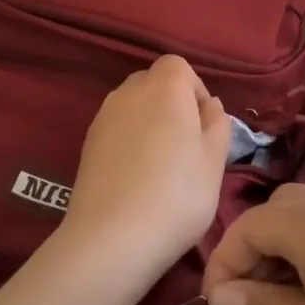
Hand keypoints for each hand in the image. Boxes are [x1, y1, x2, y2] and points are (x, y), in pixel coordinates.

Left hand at [60, 55, 232, 284]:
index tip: (205, 125)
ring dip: (150, 124)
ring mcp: (102, 118)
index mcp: (164, 87)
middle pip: (153, 82)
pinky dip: (130, 142)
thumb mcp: (215, 160)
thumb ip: (217, 123)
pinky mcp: (87, 145)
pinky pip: (116, 130)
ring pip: (133, 107)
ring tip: (163, 165)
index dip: (195, 89)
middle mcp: (128, 93)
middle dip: (172, 104)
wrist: (112, 238)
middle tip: (187, 145)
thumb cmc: (177, 194)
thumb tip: (209, 105)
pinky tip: (138, 178)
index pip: (178, 66)